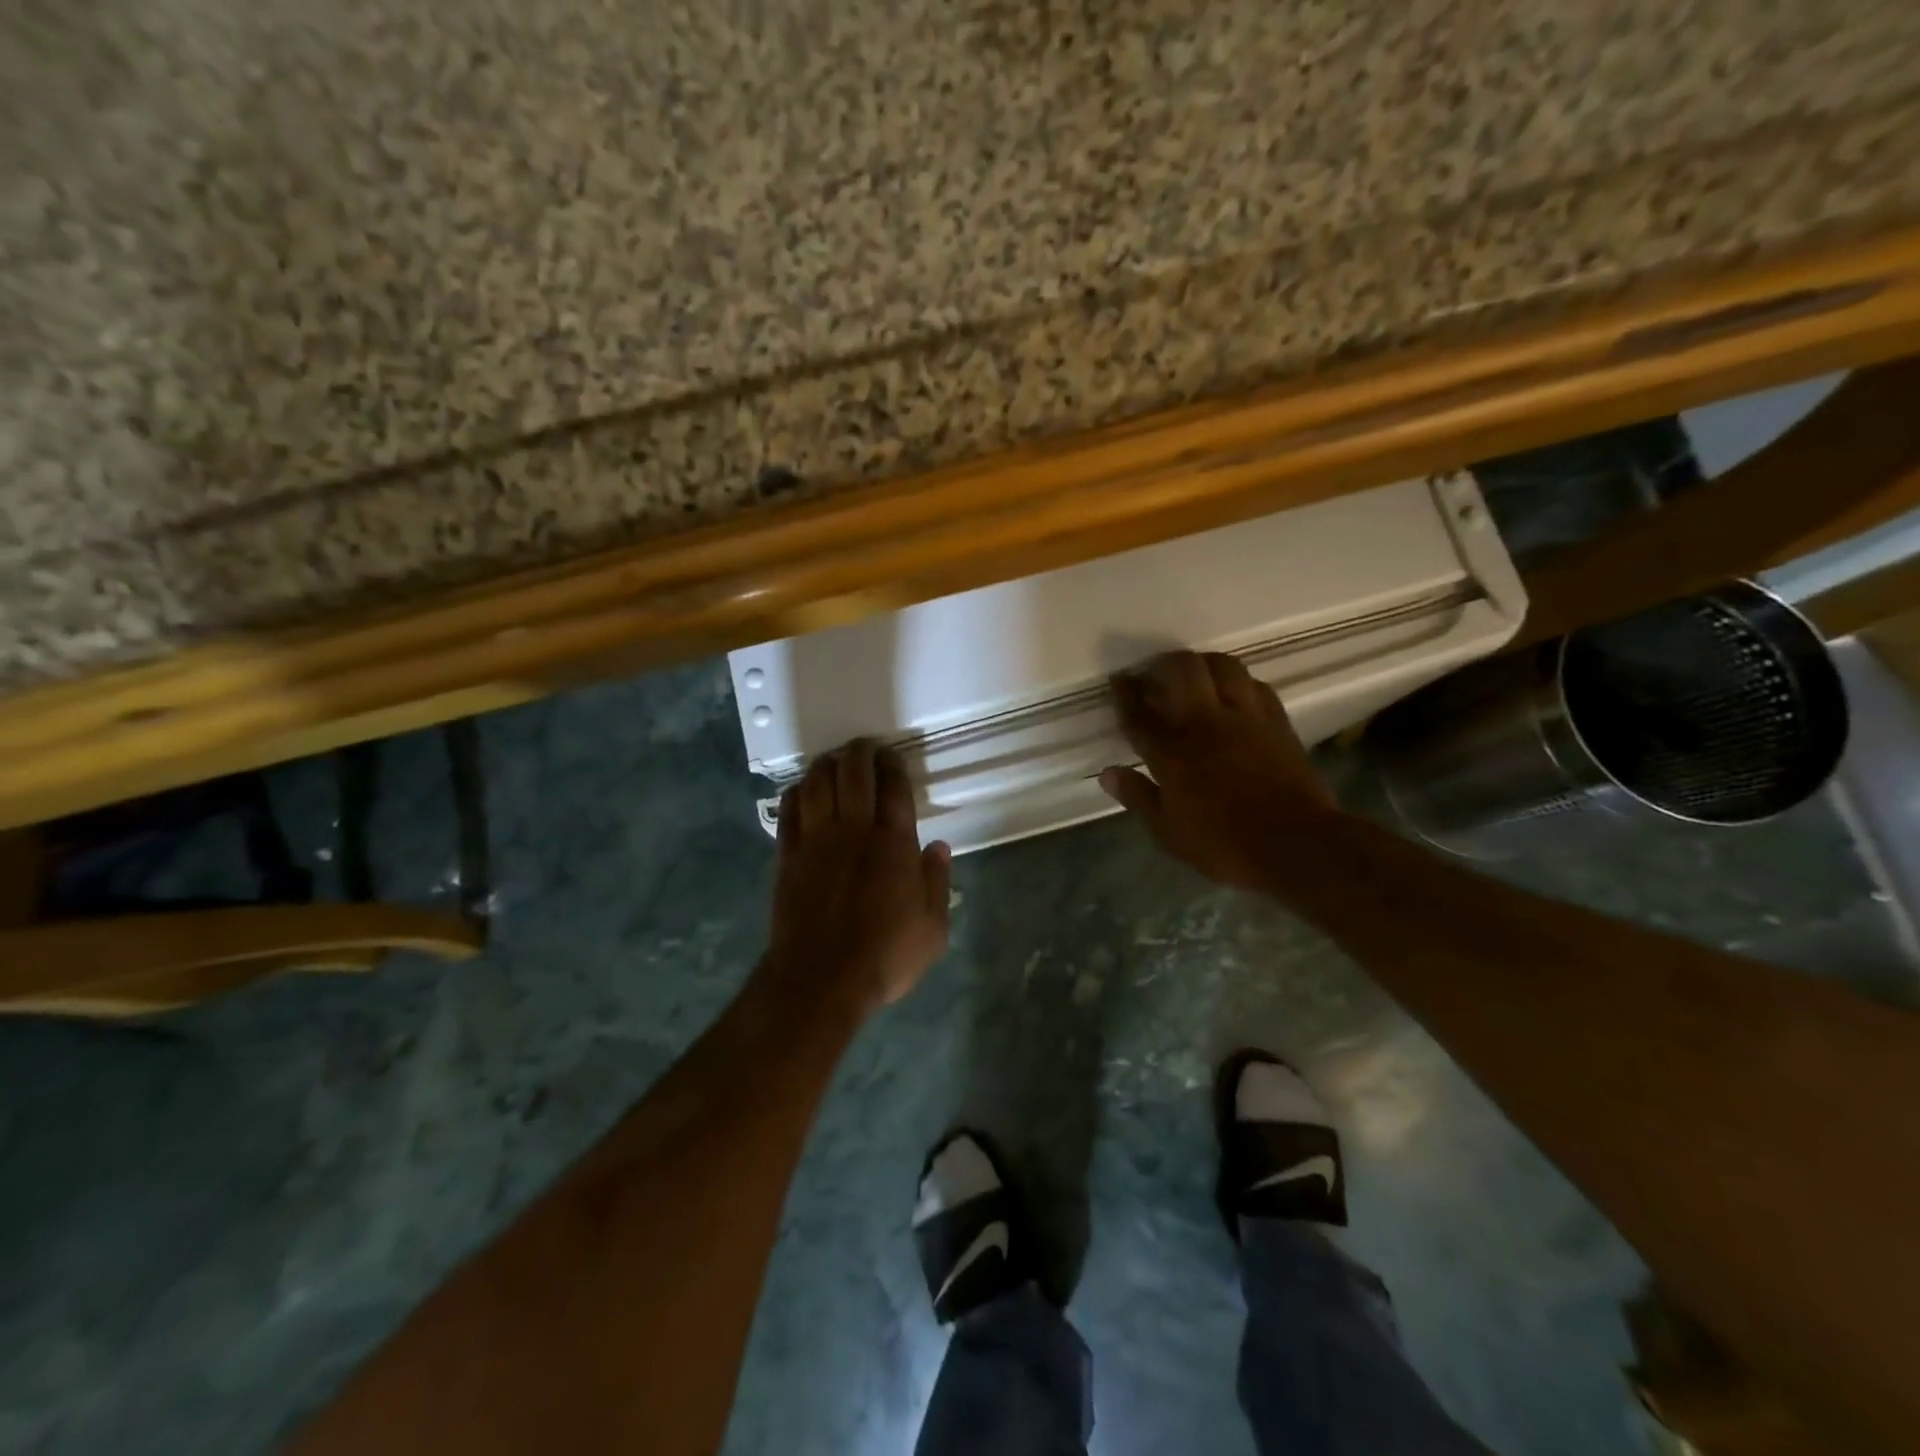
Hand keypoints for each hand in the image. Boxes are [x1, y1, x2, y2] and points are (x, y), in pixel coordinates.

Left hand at [763, 740, 951, 1014]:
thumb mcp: (932, 929)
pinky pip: (789, 811)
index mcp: (894, 845)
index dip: (893, 764)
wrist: (821, 981)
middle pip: (854, 774)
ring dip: (826, 765)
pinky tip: (802, 788)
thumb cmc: (884, 956)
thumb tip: (938, 847)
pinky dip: (796, 792)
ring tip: (834, 760)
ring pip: (817, 784)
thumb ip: (937, 883)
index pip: (894, 788)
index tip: (892, 755)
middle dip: (860, 752)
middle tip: (864, 747)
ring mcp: (816, 841)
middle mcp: (854, 831)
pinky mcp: (788, 856)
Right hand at [1098, 651, 1336, 890]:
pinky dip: (1239, 682)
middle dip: (1163, 664)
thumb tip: (1108, 773)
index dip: (1125, 693)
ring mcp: (1246, 718)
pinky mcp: (1277, 722)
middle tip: (1156, 674)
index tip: (1118, 679)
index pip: (1140, 715)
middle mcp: (1207, 724)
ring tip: (1195, 675)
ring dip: (1203, 663)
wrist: (1297, 845)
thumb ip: (1138, 797)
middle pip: (1183, 671)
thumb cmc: (1225, 845)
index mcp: (1173, 754)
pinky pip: (1256, 685)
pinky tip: (1235, 693)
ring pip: (1223, 666)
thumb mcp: (1169, 833)